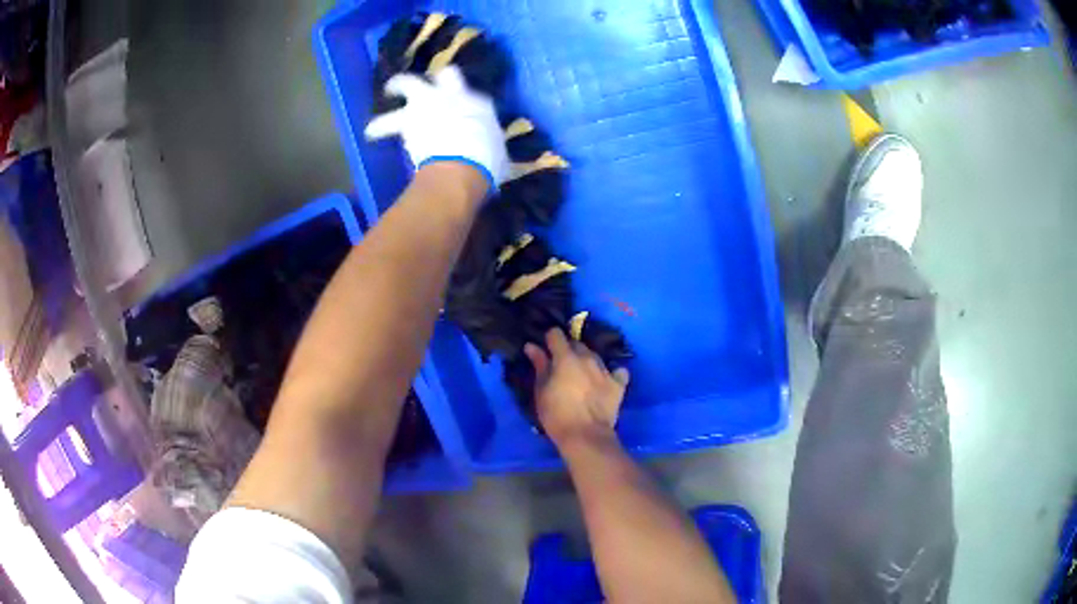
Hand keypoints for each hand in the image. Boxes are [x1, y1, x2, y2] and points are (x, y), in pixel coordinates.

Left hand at [365, 66, 509, 189]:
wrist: (460, 168)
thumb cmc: (487, 163)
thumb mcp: (498, 154)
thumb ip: (491, 146)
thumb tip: (495, 156)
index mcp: (480, 104)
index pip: (475, 95)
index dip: (466, 99)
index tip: (462, 105)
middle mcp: (454, 95)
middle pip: (446, 74)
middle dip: (439, 77)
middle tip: (431, 83)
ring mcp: (428, 103)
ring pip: (406, 83)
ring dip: (395, 86)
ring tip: (387, 91)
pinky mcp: (407, 119)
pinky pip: (385, 123)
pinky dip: (378, 128)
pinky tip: (370, 134)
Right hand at [524, 328, 630, 447]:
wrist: (586, 435)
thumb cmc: (556, 415)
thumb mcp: (541, 391)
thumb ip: (539, 365)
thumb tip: (532, 346)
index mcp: (566, 357)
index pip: (556, 334)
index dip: (550, 339)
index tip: (546, 350)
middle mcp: (588, 358)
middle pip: (577, 344)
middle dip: (568, 350)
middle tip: (562, 366)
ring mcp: (605, 369)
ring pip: (595, 356)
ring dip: (587, 361)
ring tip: (582, 376)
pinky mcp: (619, 383)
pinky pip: (617, 371)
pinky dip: (611, 373)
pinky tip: (605, 381)